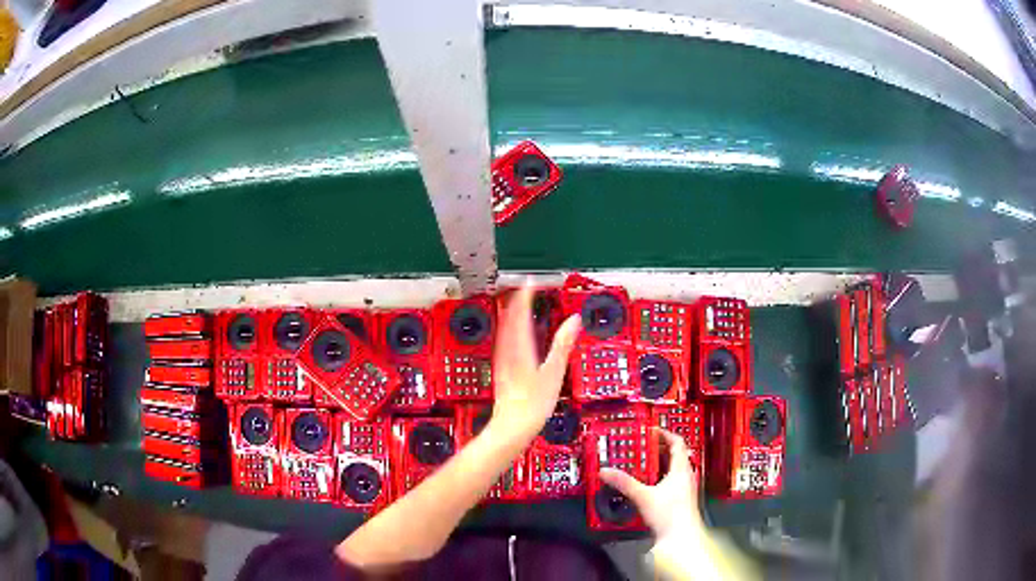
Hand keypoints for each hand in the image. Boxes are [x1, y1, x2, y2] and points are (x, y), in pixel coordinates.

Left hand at [490, 282, 579, 439]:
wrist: (511, 427)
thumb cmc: (532, 404)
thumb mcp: (554, 373)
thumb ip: (563, 345)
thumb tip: (573, 321)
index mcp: (520, 347)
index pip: (519, 312)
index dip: (525, 295)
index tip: (531, 282)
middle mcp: (507, 350)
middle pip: (509, 318)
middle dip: (517, 301)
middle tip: (525, 289)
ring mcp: (502, 360)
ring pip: (504, 329)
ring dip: (512, 314)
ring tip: (518, 305)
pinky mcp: (501, 370)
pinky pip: (503, 341)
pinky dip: (509, 329)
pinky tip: (513, 336)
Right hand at [600, 429, 704, 539]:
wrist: (681, 538)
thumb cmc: (671, 517)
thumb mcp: (643, 497)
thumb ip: (624, 483)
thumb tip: (607, 472)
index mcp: (681, 470)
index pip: (677, 443)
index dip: (665, 434)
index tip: (652, 431)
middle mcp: (686, 477)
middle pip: (675, 455)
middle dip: (659, 450)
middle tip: (643, 447)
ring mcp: (685, 489)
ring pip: (673, 470)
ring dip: (659, 465)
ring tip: (643, 465)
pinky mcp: (681, 500)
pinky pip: (671, 482)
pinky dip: (659, 479)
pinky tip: (648, 487)